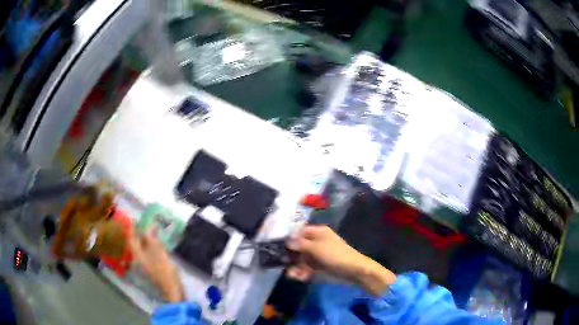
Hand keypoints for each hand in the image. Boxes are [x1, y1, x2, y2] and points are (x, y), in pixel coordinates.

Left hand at [130, 229, 183, 302]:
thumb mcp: (158, 251)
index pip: (131, 238)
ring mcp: (143, 266)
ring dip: (145, 242)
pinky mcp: (150, 270)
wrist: (171, 290)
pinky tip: (156, 247)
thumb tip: (149, 226)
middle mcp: (136, 260)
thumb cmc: (163, 270)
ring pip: (141, 250)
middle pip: (135, 244)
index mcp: (136, 254)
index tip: (134, 219)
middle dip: (139, 235)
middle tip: (144, 226)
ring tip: (151, 234)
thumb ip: (151, 238)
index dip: (132, 228)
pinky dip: (149, 249)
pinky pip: (146, 255)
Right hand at [286, 225, 395, 295]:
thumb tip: (286, 240)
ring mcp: (317, 255)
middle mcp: (316, 242)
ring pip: (301, 259)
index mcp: (318, 232)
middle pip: (298, 246)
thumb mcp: (316, 247)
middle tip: (281, 260)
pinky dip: (301, 272)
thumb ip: (300, 244)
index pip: (300, 231)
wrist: (352, 270)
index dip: (289, 237)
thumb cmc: (335, 254)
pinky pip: (306, 268)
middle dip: (290, 254)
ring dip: (294, 266)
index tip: (277, 244)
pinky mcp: (318, 267)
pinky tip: (297, 276)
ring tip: (290, 273)